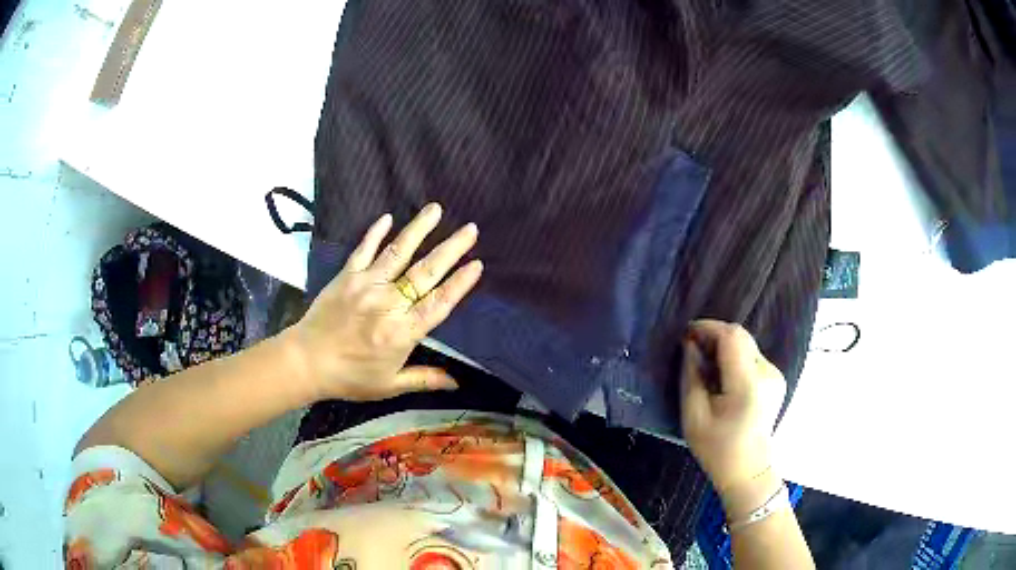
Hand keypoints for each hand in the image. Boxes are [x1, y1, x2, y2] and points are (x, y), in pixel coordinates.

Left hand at [283, 204, 482, 401]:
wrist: (306, 362)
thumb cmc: (350, 377)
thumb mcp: (389, 385)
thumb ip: (424, 379)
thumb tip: (457, 383)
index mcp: (402, 333)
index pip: (438, 304)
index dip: (459, 284)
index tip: (477, 264)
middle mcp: (388, 304)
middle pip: (424, 273)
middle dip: (451, 249)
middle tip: (471, 229)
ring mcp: (366, 285)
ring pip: (397, 253)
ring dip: (418, 230)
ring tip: (436, 209)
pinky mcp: (347, 277)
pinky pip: (363, 250)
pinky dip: (375, 233)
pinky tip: (388, 217)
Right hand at [680, 320, 785, 493]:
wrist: (749, 470)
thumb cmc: (717, 449)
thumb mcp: (693, 417)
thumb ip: (691, 376)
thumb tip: (690, 345)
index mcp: (747, 385)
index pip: (731, 337)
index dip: (708, 328)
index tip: (687, 335)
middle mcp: (767, 373)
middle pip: (740, 336)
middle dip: (714, 336)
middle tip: (692, 349)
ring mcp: (775, 375)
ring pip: (746, 345)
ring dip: (723, 347)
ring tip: (705, 366)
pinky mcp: (775, 378)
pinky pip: (751, 356)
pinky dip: (734, 358)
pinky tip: (722, 378)